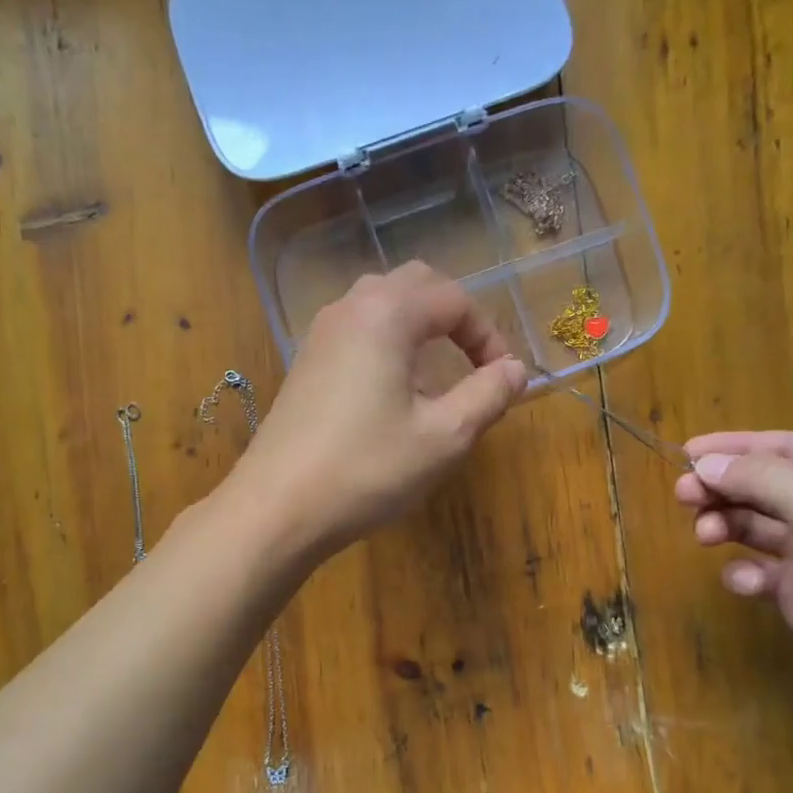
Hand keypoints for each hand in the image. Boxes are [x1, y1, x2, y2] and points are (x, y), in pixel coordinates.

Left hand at [233, 262, 527, 556]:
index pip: (454, 300)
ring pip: (381, 305)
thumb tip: (515, 370)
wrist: (277, 507)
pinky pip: (357, 332)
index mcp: (387, 314)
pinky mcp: (304, 364)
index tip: (502, 380)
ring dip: (419, 329)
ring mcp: (320, 335)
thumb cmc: (367, 470)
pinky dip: (387, 345)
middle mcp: (349, 309)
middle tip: (474, 363)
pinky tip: (392, 396)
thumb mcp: (444, 437)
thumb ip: (488, 395)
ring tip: (436, 379)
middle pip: (414, 285)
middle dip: (453, 318)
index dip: (489, 336)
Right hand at [673, 431, 792, 729]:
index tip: (686, 453)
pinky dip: (743, 572)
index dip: (734, 447)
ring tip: (704, 536)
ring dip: (725, 524)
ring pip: (754, 525)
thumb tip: (708, 462)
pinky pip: (758, 569)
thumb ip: (768, 482)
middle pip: (763, 485)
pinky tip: (746, 584)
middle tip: (684, 496)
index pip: (784, 448)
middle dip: (723, 487)